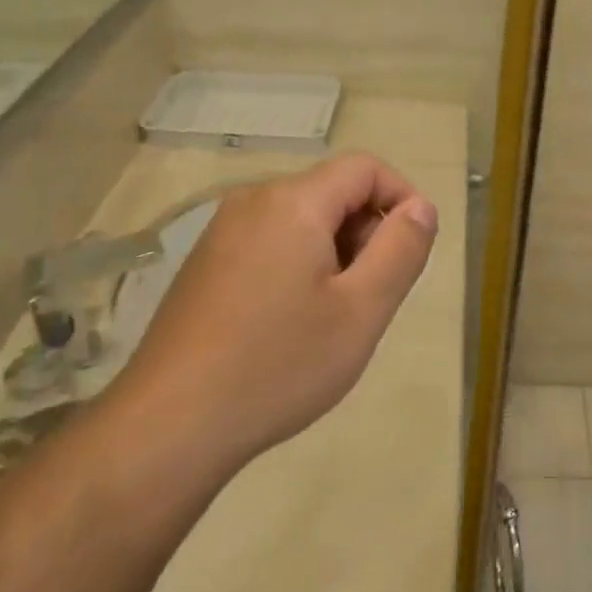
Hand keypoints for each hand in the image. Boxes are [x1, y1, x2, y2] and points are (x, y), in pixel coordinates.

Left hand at [116, 153, 437, 466]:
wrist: (170, 424)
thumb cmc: (279, 365)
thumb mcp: (361, 311)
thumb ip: (401, 250)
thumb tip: (421, 207)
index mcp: (293, 202)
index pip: (364, 167)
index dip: (401, 197)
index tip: (413, 252)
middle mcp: (252, 201)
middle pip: (332, 192)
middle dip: (367, 232)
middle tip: (372, 297)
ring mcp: (222, 232)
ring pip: (302, 220)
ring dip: (335, 253)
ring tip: (333, 317)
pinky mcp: (205, 263)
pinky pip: (271, 242)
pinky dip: (300, 265)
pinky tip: (291, 324)